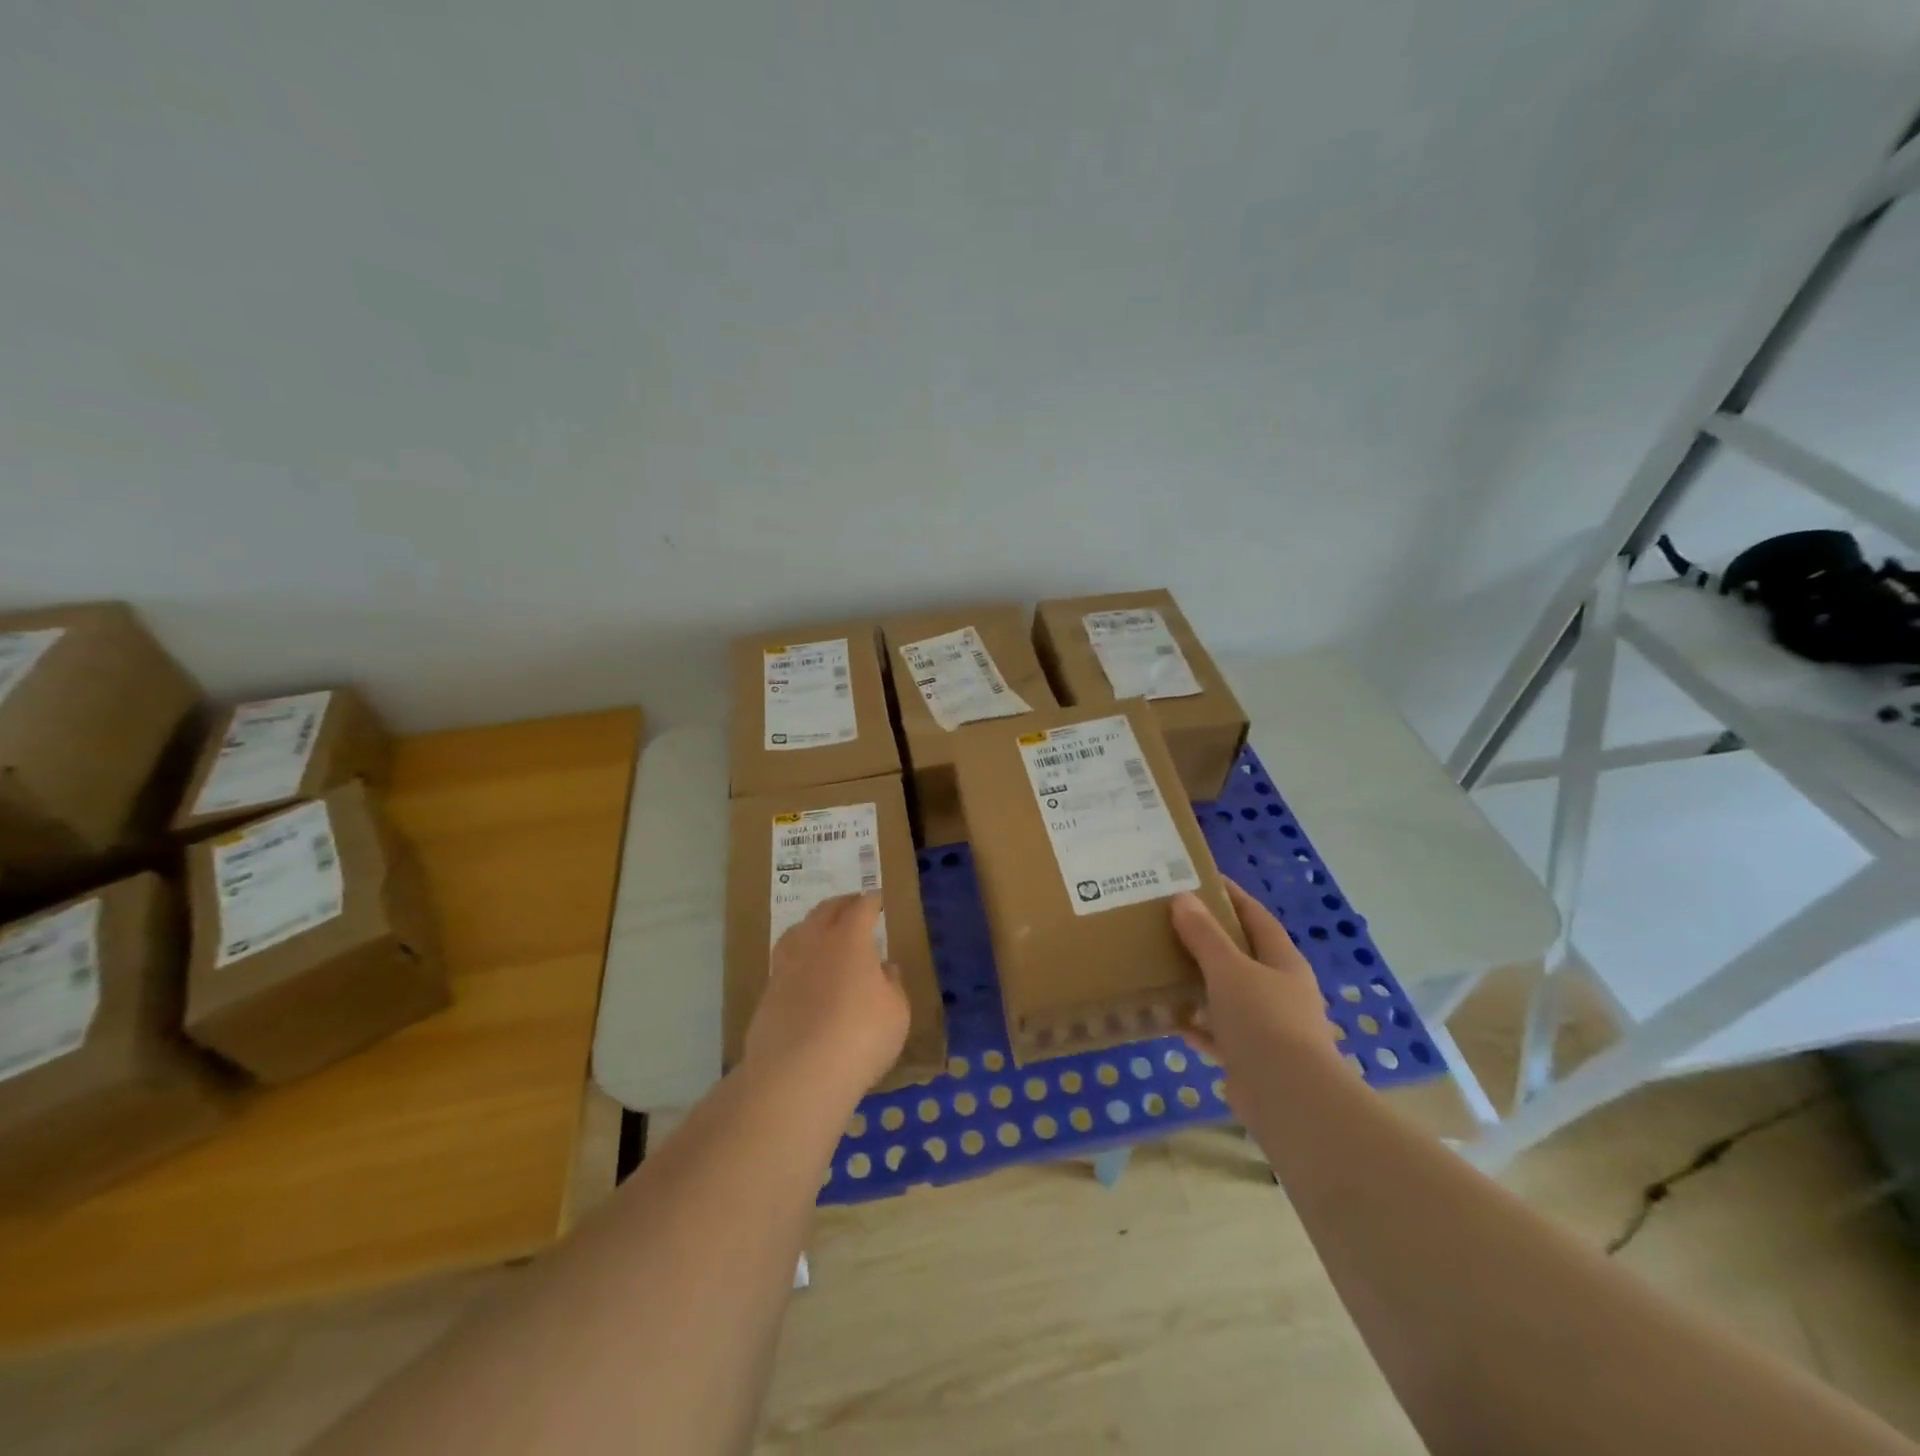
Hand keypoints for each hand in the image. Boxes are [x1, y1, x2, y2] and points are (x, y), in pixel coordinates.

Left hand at [746, 893, 909, 1096]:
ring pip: (797, 932)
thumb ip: (892, 985)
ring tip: (821, 930)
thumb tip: (884, 968)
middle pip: (825, 911)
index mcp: (849, 939)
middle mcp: (814, 943)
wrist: (797, 1075)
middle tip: (852, 904)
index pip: (861, 908)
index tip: (877, 899)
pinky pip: (785, 961)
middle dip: (841, 904)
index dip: (871, 902)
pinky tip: (804, 971)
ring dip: (812, 925)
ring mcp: (785, 967)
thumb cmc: (860, 1037)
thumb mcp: (896, 1013)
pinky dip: (798, 957)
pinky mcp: (767, 994)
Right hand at [1171, 881, 1340, 1073]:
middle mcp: (1280, 990)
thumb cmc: (1263, 1021)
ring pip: (1230, 994)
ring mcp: (1268, 1026)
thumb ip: (1205, 936)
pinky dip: (1199, 1026)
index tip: (1203, 879)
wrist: (1288, 1098)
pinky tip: (1174, 1020)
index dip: (1232, 896)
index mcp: (1282, 962)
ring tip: (1166, 966)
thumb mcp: (1229, 970)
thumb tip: (1183, 898)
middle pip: (1243, 955)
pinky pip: (1220, 1033)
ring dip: (1202, 982)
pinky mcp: (1252, 1058)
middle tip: (1173, 921)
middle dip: (1211, 939)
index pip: (1256, 917)